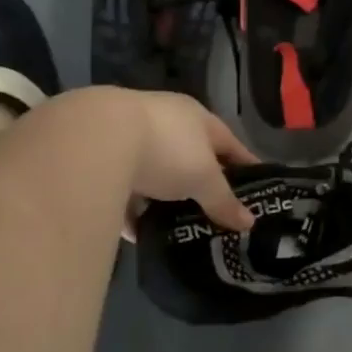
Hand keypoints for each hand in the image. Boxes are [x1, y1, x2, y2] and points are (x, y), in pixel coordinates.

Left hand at [117, 89, 258, 231]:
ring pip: (156, 173)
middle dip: (201, 184)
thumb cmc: (165, 149)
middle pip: (191, 156)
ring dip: (164, 198)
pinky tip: (138, 233)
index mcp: (196, 117)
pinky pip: (125, 188)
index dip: (244, 165)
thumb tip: (250, 223)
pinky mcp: (103, 158)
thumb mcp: (203, 178)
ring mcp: (132, 138)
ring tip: (177, 227)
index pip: (229, 142)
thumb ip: (224, 200)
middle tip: (215, 214)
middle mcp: (166, 122)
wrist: (95, 140)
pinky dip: (133, 209)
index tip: (256, 188)